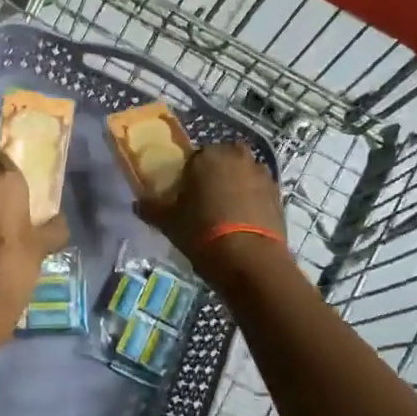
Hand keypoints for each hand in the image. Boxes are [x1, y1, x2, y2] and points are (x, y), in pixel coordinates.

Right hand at [135, 141, 287, 276]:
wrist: (250, 260)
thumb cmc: (202, 232)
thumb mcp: (169, 222)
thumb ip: (151, 208)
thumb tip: (137, 203)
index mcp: (208, 155)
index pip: (194, 156)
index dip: (189, 174)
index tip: (185, 194)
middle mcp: (237, 157)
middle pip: (223, 160)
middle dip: (217, 174)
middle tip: (206, 200)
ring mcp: (262, 174)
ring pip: (244, 173)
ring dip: (237, 185)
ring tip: (227, 213)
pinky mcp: (278, 195)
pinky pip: (259, 191)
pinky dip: (253, 200)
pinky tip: (244, 222)